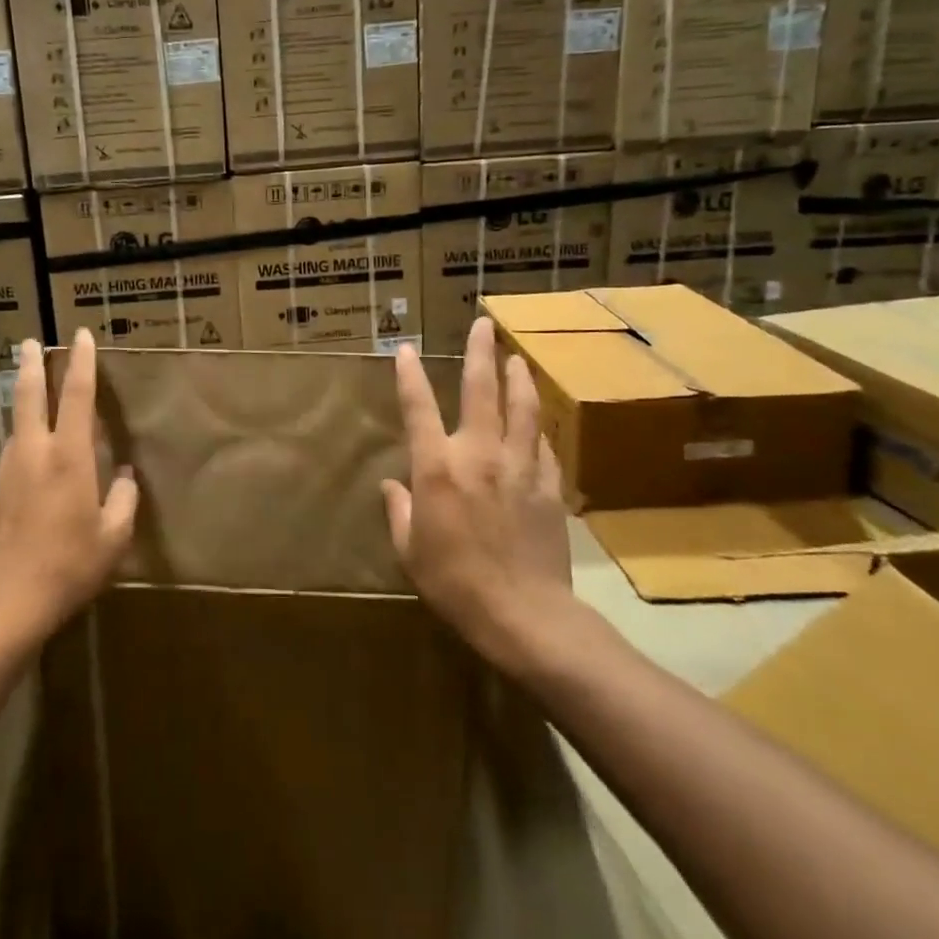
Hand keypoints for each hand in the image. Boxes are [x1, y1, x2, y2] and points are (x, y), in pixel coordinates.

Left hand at [0, 329, 137, 648]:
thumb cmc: (67, 568)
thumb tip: (124, 478)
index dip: (81, 362)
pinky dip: (23, 448)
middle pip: (28, 395)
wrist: (1, 604)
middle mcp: (32, 453)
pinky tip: (32, 469)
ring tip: (36, 404)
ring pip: (16, 428)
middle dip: (30, 365)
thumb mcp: (113, 539)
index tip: (80, 336)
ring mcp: (5, 472)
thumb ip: (123, 501)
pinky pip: (11, 459)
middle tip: (29, 343)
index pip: (76, 395)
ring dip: (25, 407)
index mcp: (68, 457)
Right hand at [383, 315, 574, 674]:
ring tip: (516, 358)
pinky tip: (535, 423)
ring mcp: (518, 466)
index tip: (404, 349)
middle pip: (481, 389)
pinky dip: (535, 428)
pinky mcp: (547, 485)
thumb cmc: (453, 582)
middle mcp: (478, 454)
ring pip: (522, 407)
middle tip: (484, 324)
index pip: (418, 408)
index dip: (409, 375)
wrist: (523, 614)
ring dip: (518, 378)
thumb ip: (398, 510)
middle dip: (480, 352)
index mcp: (437, 467)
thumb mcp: (409, 550)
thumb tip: (390, 486)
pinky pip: (541, 444)